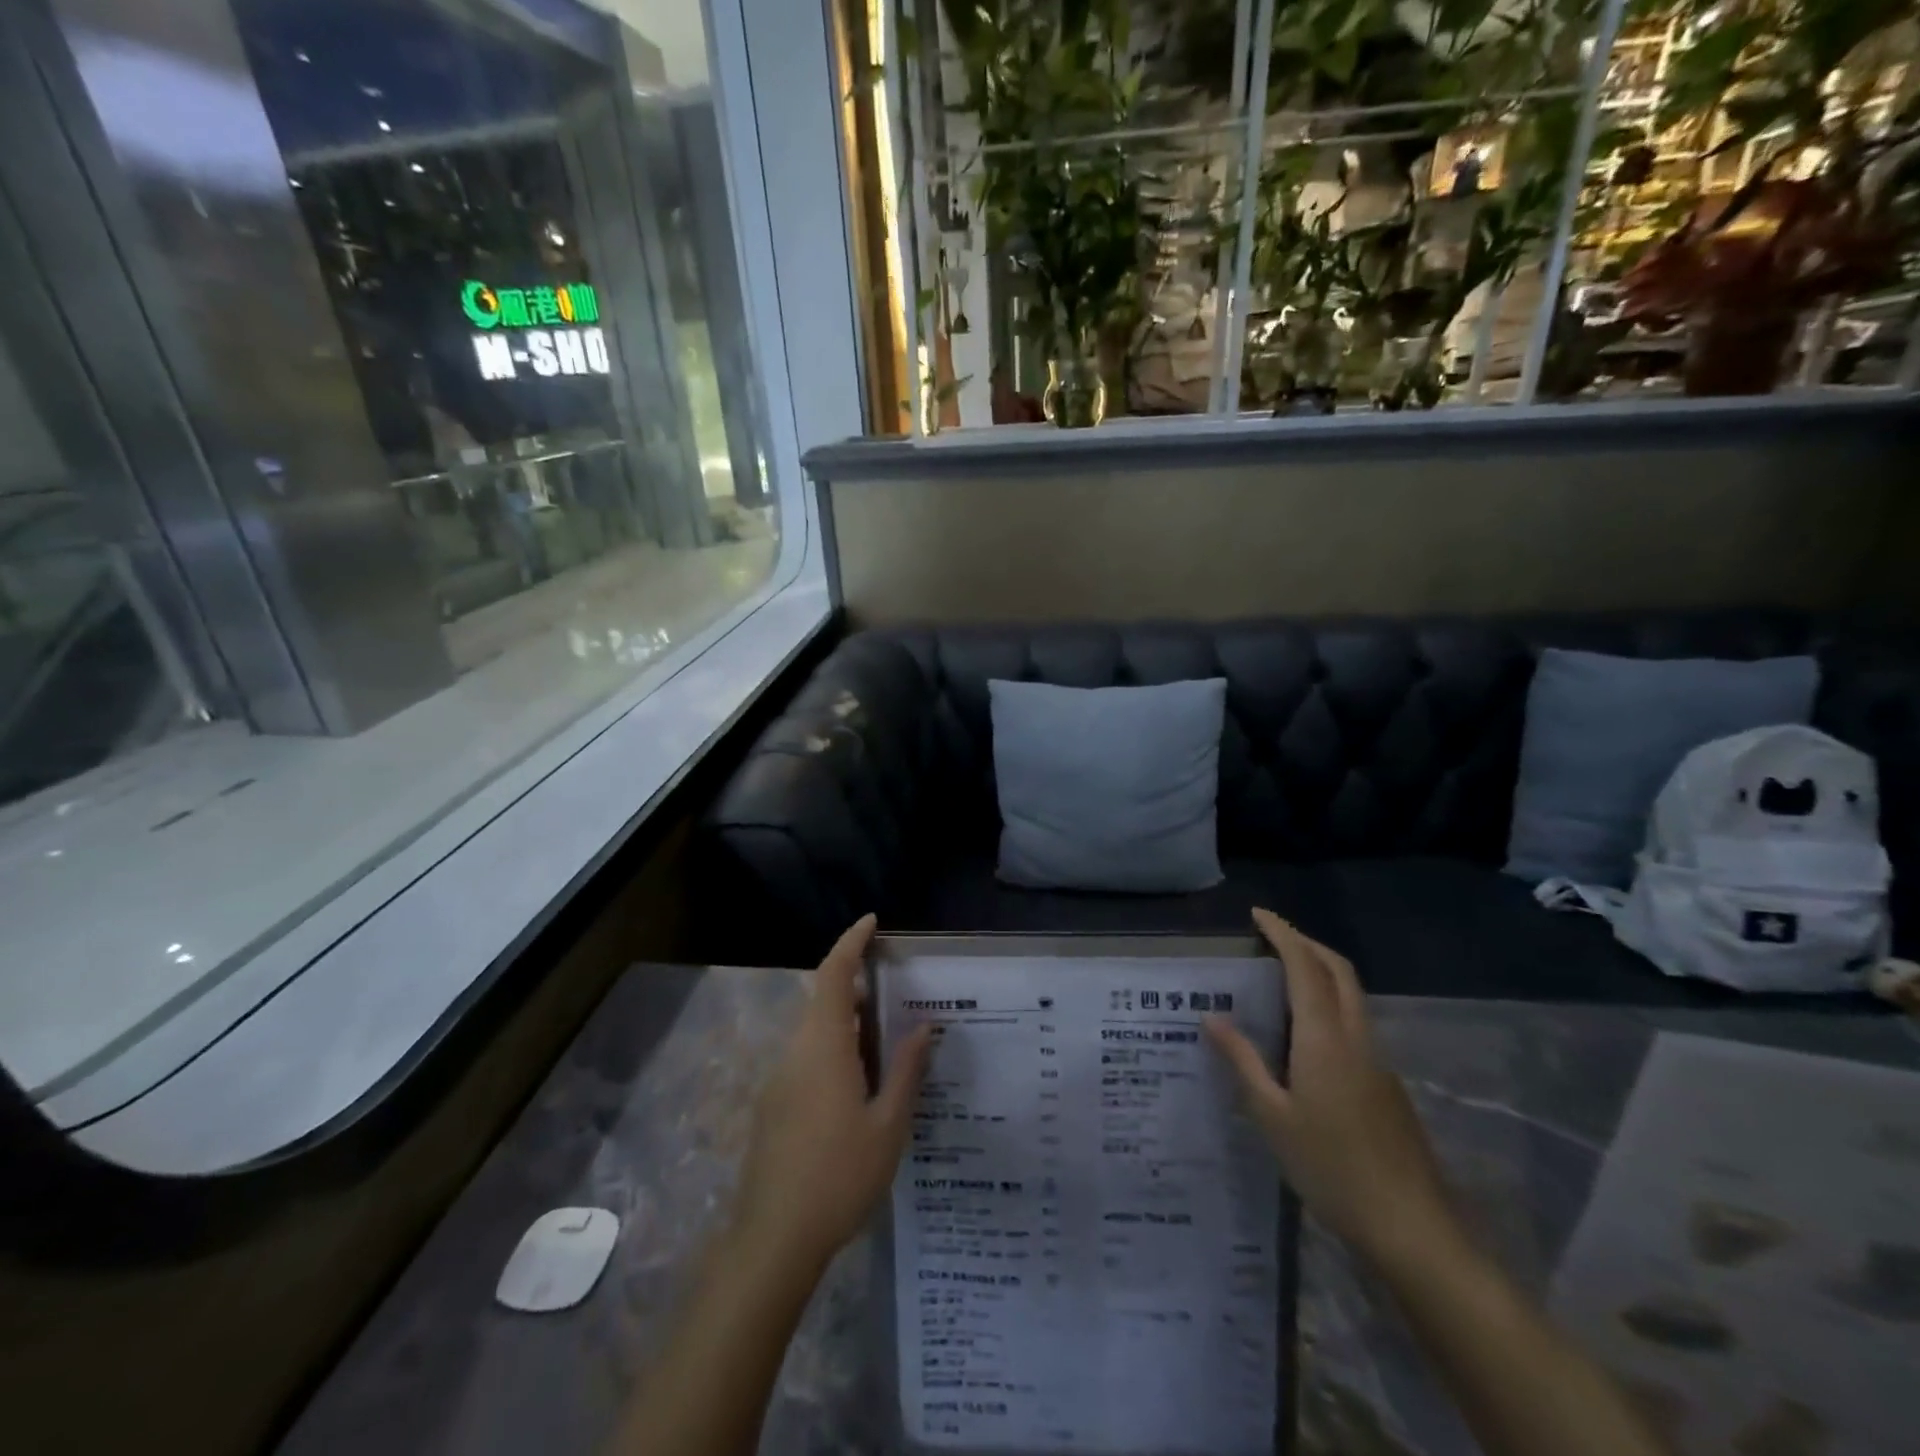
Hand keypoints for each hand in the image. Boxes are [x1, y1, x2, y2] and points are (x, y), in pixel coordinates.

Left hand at [732, 915, 932, 1272]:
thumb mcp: (888, 1125)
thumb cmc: (839, 1177)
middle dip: (858, 986)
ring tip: (888, 1041)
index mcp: (824, 1047)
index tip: (872, 922)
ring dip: (849, 1023)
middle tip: (898, 993)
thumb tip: (925, 1026)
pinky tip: (862, 1085)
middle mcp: (796, 1052)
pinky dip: (836, 1050)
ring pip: (816, 1032)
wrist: (772, 1241)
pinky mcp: (774, 1105)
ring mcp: (780, 1079)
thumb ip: (907, 1070)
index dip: (851, 943)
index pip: (835, 975)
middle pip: (825, 1000)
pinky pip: (808, 1058)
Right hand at [1204, 909, 1461, 1271]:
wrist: (1411, 1227)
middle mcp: (1355, 1037)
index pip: (1304, 966)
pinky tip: (1304, 1035)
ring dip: (1321, 971)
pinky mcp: (1387, 1083)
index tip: (1258, 914)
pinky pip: (1356, 1022)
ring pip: (1352, 994)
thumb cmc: (1330, 1167)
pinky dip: (1330, 1003)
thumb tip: (1211, 1017)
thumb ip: (1242, 1060)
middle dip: (1306, 943)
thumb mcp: (1272, 1115)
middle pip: (1338, 970)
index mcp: (1324, 1038)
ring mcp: (1377, 1060)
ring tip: (1281, 977)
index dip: (1283, 933)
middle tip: (1270, 937)